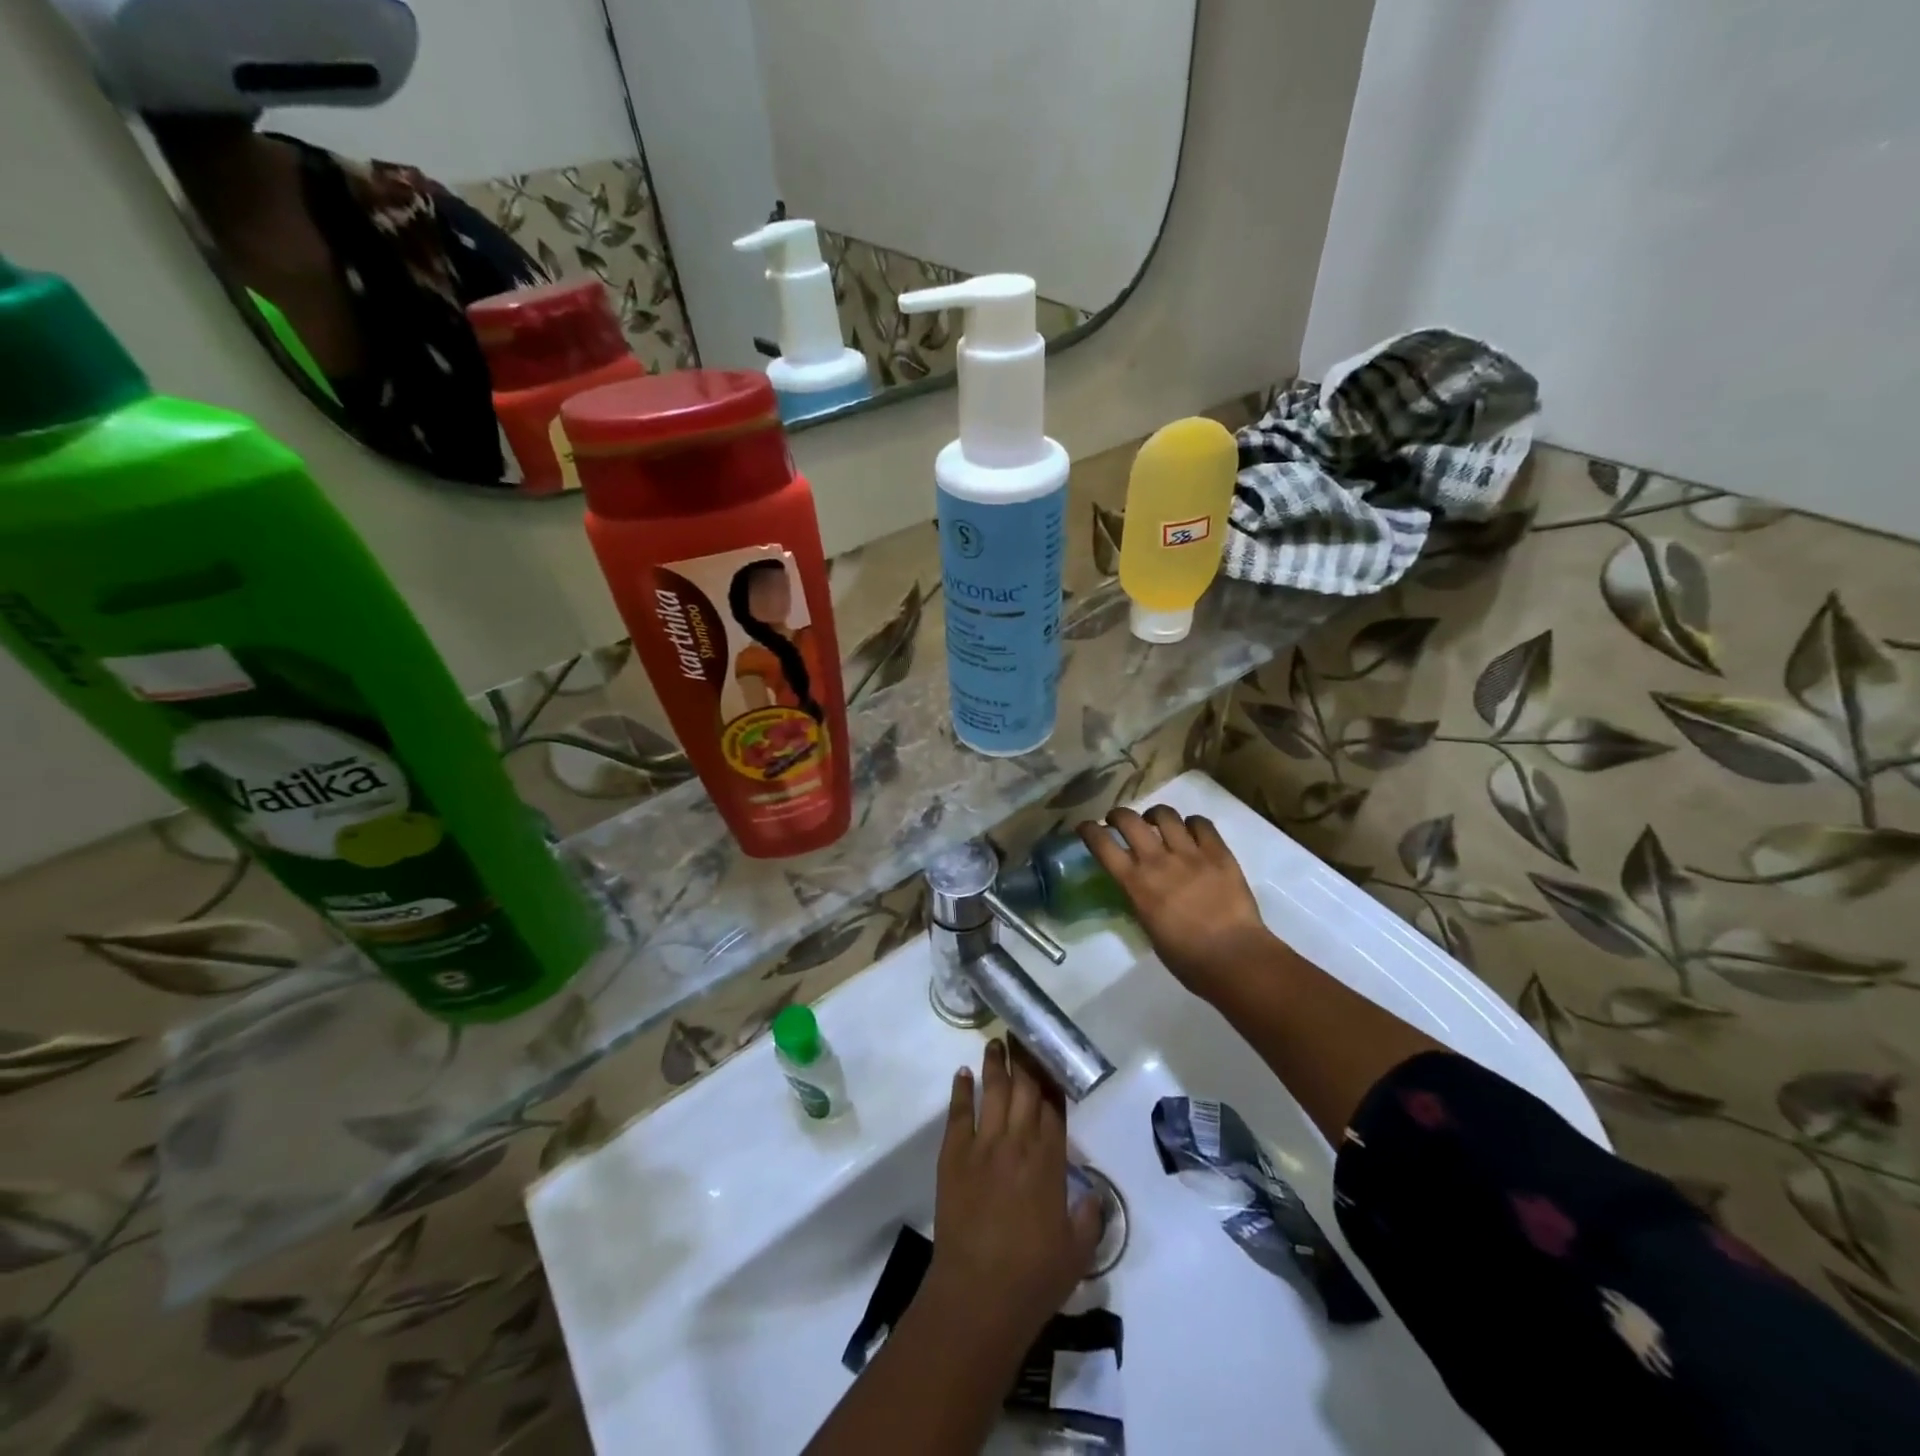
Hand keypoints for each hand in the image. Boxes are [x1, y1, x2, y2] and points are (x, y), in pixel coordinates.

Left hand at [922, 1041, 1102, 1350]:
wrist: (978, 1296)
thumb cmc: (1033, 1277)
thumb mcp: (1078, 1251)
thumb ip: (1090, 1216)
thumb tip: (1094, 1192)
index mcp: (1050, 1162)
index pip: (1054, 1108)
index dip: (1053, 1080)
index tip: (1051, 1056)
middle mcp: (1018, 1143)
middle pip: (1023, 1089)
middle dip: (1026, 1059)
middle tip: (1024, 1032)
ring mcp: (983, 1146)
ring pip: (992, 1092)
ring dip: (996, 1065)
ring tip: (997, 1040)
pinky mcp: (953, 1155)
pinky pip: (958, 1113)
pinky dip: (961, 1090)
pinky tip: (964, 1072)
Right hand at [1080, 805, 1275, 1002]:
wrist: (1233, 957)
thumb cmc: (1186, 957)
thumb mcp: (1148, 927)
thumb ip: (1140, 899)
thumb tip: (1139, 886)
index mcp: (1136, 884)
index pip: (1103, 845)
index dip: (1089, 830)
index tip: (1085, 827)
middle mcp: (1158, 861)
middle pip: (1129, 820)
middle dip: (1118, 815)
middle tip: (1118, 821)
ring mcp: (1190, 853)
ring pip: (1165, 815)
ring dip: (1154, 815)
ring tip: (1156, 822)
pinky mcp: (1219, 853)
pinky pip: (1201, 824)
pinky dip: (1191, 823)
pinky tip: (1191, 831)